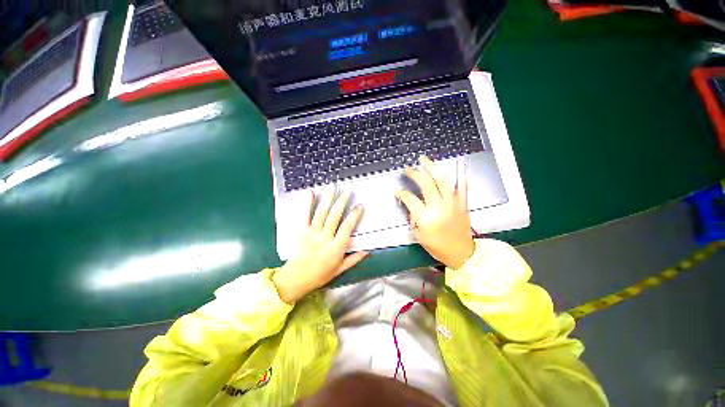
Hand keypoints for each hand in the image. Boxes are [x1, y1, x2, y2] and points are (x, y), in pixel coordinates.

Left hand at [273, 190, 366, 302]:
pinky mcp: (301, 231)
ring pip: (321, 213)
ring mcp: (311, 233)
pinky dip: (307, 203)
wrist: (295, 279)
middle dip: (342, 202)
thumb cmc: (319, 275)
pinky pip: (305, 215)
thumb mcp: (339, 270)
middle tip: (347, 191)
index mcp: (335, 248)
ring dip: (328, 199)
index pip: (347, 228)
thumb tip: (366, 251)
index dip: (354, 216)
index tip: (359, 206)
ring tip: (332, 187)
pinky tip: (311, 193)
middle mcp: (324, 238)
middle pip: (335, 216)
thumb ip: (353, 259)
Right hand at [396, 156, 474, 268]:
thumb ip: (413, 217)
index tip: (397, 190)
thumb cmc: (437, 246)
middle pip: (425, 183)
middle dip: (414, 174)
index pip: (409, 198)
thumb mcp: (418, 234)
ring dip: (431, 167)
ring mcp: (452, 202)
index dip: (401, 193)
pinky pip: (462, 185)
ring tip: (423, 159)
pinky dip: (461, 173)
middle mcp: (438, 206)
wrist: (461, 252)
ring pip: (441, 180)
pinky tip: (459, 162)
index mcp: (425, 217)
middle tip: (408, 169)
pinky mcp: (462, 202)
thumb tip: (410, 204)